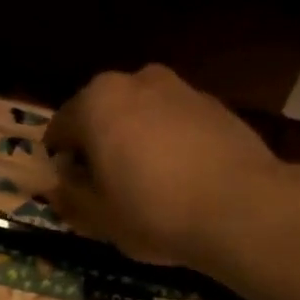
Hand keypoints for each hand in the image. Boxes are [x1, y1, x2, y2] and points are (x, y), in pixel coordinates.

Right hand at [44, 64, 281, 265]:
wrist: (242, 208)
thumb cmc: (154, 212)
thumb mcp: (98, 218)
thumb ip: (68, 199)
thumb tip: (57, 187)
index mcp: (96, 103)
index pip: (60, 130)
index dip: (61, 164)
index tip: (72, 192)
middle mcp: (136, 80)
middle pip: (102, 116)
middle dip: (99, 147)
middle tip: (108, 189)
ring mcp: (180, 88)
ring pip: (141, 116)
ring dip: (135, 142)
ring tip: (147, 185)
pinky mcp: (214, 105)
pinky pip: (175, 123)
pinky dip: (169, 144)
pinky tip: (181, 179)